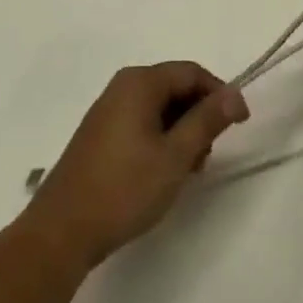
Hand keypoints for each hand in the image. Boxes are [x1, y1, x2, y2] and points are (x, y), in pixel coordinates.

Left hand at [22, 62, 248, 271]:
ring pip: (160, 108)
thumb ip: (207, 120)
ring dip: (181, 132)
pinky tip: (162, 173)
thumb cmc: (124, 188)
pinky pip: (142, 123)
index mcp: (139, 82)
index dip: (220, 94)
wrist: (63, 230)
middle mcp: (122, 87)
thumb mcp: (175, 155)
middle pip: (175, 87)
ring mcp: (108, 110)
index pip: (192, 72)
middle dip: (199, 116)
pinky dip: (161, 141)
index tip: (239, 124)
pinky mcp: (100, 134)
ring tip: (186, 171)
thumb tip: (234, 94)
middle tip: (207, 157)